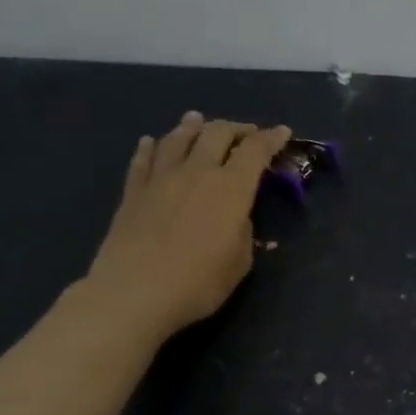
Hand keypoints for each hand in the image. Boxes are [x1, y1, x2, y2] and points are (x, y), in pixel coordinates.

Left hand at [79, 112, 290, 342]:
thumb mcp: (240, 261)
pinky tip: (151, 142)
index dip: (271, 138)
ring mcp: (161, 179)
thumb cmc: (199, 281)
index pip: (255, 151)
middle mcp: (197, 172)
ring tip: (198, 120)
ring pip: (178, 139)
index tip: (283, 132)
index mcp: (231, 187)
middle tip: (246, 133)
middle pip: (216, 134)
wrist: (134, 294)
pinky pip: (142, 160)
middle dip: (236, 128)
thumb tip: (237, 219)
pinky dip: (150, 147)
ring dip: (192, 127)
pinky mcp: (133, 193)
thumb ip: (243, 231)